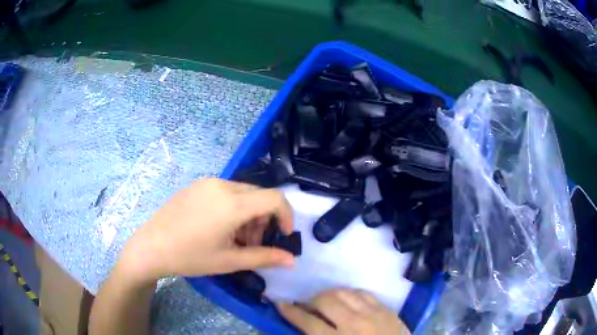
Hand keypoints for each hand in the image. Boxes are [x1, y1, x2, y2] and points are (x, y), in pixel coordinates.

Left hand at [120, 178, 294, 281]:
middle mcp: (222, 185)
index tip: (284, 234)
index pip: (275, 198)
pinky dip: (233, 208)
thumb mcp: (230, 261)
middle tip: (253, 243)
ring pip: (243, 193)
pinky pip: (225, 192)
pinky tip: (218, 227)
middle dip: (265, 219)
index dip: (287, 215)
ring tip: (235, 239)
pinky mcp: (197, 185)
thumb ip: (265, 258)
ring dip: (249, 214)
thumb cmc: (190, 257)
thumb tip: (292, 259)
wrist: (151, 247)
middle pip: (259, 196)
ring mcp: (207, 182)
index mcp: (232, 203)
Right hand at [278, 289, 409, 334]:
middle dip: (310, 301)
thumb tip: (303, 328)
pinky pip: (363, 293)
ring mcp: (373, 314)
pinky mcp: (386, 310)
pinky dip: (350, 294)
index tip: (281, 305)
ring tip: (325, 302)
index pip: (308, 321)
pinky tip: (347, 301)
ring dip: (329, 295)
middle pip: (325, 301)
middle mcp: (354, 324)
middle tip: (307, 307)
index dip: (291, 312)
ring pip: (344, 292)